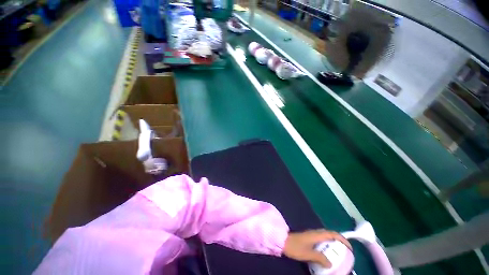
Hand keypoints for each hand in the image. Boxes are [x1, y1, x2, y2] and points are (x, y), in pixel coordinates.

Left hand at [282, 230, 351, 267]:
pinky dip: (326, 244)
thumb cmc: (296, 247)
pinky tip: (326, 252)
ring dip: (333, 243)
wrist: (284, 241)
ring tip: (338, 253)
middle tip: (345, 251)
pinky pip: (321, 239)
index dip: (342, 239)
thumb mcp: (309, 254)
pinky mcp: (309, 238)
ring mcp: (311, 234)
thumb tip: (330, 263)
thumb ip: (320, 258)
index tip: (349, 247)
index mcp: (316, 234)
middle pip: (330, 234)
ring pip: (325, 237)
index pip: (332, 233)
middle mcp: (315, 232)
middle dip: (339, 241)